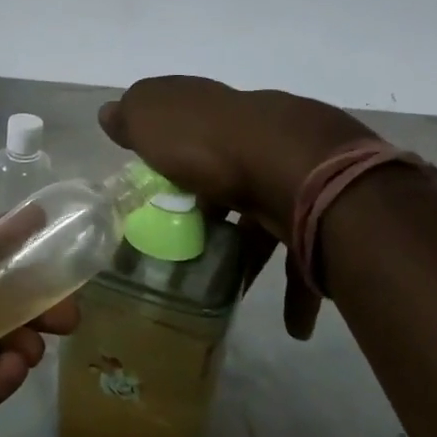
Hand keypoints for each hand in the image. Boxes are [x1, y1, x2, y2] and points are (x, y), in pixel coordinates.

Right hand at [99, 76, 375, 338]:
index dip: (174, 156)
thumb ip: (132, 116)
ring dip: (253, 253)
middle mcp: (261, 139)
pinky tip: (292, 323)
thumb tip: (111, 112)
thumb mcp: (153, 118)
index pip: (193, 127)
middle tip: (192, 243)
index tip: (157, 192)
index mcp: (218, 115)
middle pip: (233, 173)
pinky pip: (308, 257)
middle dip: (217, 207)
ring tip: (231, 289)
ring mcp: (297, 176)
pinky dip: (299, 290)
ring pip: (272, 215)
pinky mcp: (325, 218)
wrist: (300, 169)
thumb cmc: (212, 144)